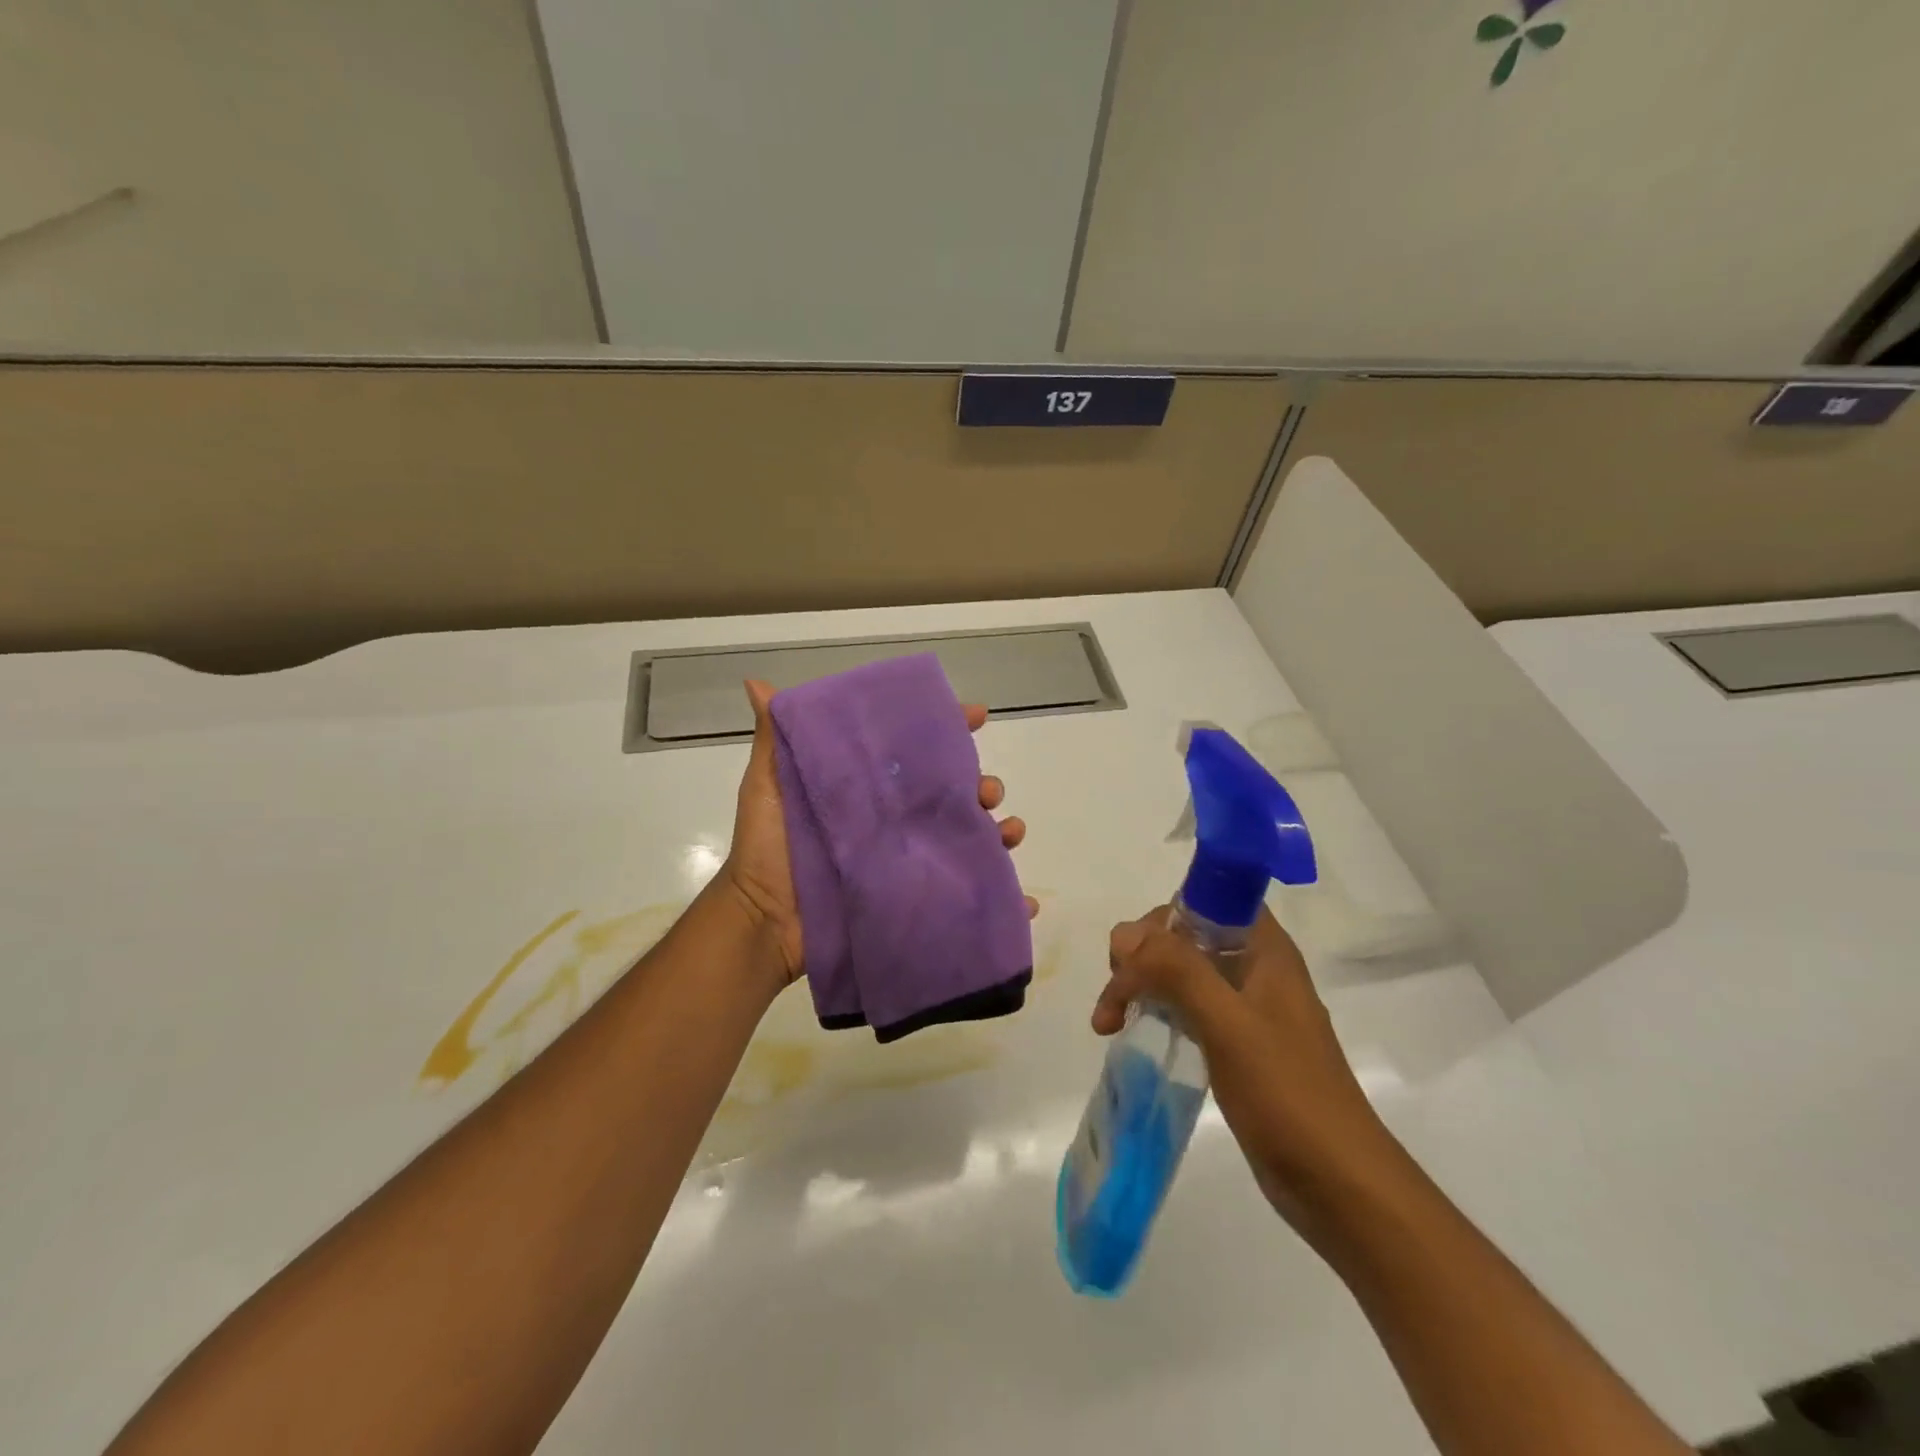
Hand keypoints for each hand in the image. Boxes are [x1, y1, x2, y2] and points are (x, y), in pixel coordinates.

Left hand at [723, 678, 1036, 985]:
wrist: (764, 923)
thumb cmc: (767, 850)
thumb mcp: (768, 787)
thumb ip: (774, 740)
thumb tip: (756, 684)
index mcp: (872, 789)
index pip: (918, 752)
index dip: (949, 729)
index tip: (976, 715)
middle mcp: (898, 821)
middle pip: (955, 795)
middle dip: (982, 785)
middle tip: (986, 791)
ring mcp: (910, 862)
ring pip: (971, 840)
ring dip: (1001, 833)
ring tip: (1009, 834)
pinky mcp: (917, 901)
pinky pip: (970, 900)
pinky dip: (1005, 900)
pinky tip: (1026, 901)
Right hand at [1094, 906, 1397, 1236]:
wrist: (1339, 1185)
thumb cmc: (1288, 1095)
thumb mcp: (1229, 1025)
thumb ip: (1178, 971)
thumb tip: (1123, 934)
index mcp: (1264, 950)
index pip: (1204, 900)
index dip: (1162, 916)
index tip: (1130, 955)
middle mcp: (1255, 968)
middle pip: (1183, 935)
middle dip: (1140, 957)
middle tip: (1114, 999)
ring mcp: (1246, 1007)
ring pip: (1179, 971)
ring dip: (1140, 986)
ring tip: (1107, 1024)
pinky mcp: (1236, 1042)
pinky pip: (1186, 1007)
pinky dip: (1155, 1011)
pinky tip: (1132, 1033)